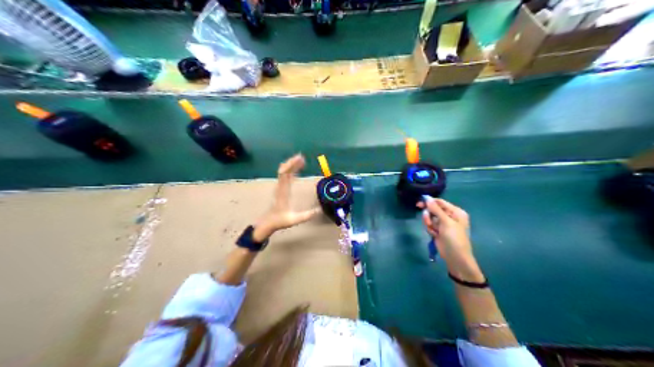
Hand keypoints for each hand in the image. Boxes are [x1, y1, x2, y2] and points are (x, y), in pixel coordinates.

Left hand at [251, 153, 321, 241]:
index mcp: (283, 193)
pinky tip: (297, 167)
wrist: (267, 222)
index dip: (291, 166)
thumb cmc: (280, 221)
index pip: (284, 175)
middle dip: (292, 162)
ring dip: (291, 164)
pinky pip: (285, 175)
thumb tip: (320, 210)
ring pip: (284, 171)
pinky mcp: (280, 188)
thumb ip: (307, 215)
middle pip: (284, 170)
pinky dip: (290, 169)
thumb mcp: (294, 220)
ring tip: (301, 159)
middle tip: (302, 157)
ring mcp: (279, 187)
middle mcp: (280, 187)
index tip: (299, 161)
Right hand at [415, 198, 482, 280]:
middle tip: (427, 220)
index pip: (441, 202)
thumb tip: (427, 199)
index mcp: (456, 212)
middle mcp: (450, 216)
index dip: (430, 202)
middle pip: (434, 210)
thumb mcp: (446, 222)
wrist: (455, 257)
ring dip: (429, 223)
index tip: (419, 203)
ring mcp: (443, 224)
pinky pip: (430, 226)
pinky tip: (434, 235)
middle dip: (429, 215)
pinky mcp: (438, 231)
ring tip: (434, 231)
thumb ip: (436, 210)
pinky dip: (430, 229)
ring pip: (430, 218)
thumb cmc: (454, 238)